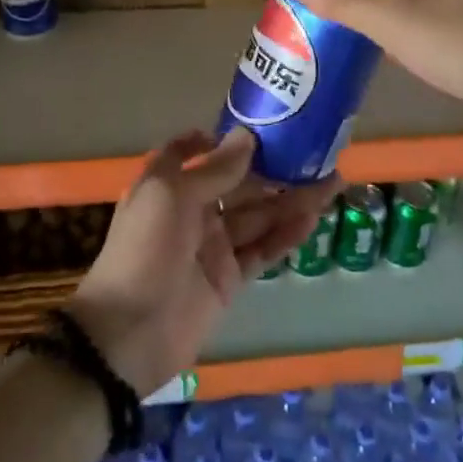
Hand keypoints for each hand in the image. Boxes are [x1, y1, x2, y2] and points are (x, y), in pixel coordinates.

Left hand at [68, 128, 337, 396]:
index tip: (254, 129)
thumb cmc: (144, 250)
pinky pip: (261, 251)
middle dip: (273, 170)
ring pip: (257, 216)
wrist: (130, 333)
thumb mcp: (172, 196)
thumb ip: (214, 170)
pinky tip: (313, 219)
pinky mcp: (228, 279)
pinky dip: (286, 236)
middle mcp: (190, 212)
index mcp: (167, 186)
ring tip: (332, 183)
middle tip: (317, 155)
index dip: (217, 141)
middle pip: (237, 185)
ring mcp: (211, 247)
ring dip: (290, 200)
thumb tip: (247, 136)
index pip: (189, 154)